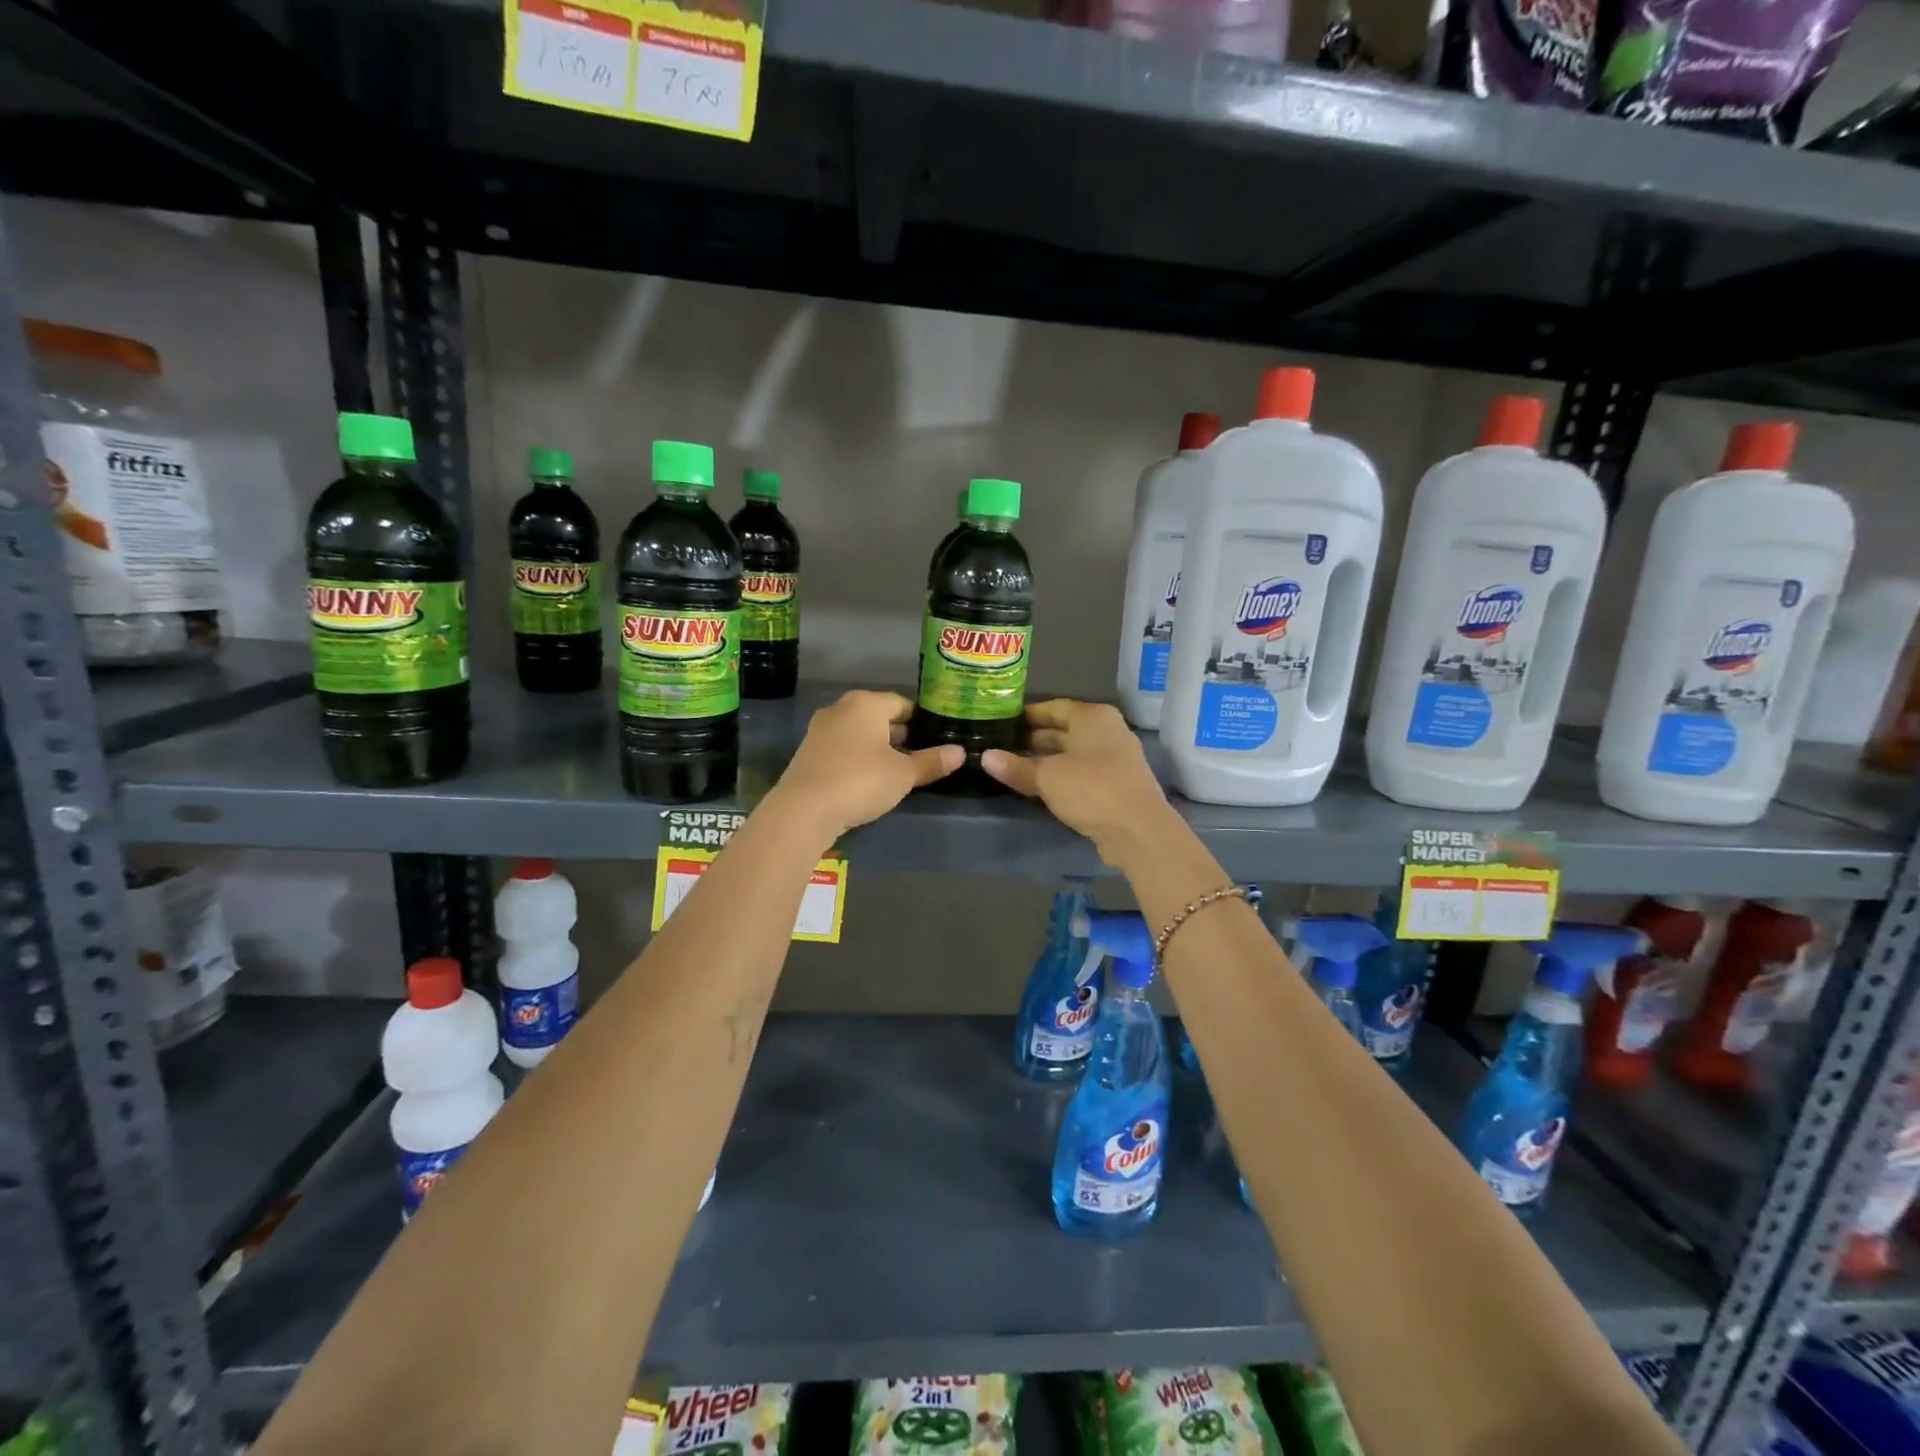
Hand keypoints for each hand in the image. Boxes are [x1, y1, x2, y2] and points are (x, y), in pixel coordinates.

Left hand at [772, 690, 961, 839]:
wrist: (804, 809)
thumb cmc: (861, 781)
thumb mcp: (903, 774)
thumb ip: (932, 762)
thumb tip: (961, 753)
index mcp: (866, 703)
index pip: (902, 704)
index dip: (922, 721)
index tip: (936, 740)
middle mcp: (840, 709)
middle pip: (878, 718)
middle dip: (899, 736)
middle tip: (921, 757)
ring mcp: (820, 731)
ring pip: (859, 734)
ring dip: (878, 749)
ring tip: (898, 772)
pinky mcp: (808, 753)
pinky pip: (842, 750)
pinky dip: (857, 760)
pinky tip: (868, 782)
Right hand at [982, 700, 1173, 862]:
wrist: (1138, 831)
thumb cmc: (1091, 789)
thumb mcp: (1047, 777)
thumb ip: (1016, 767)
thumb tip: (985, 757)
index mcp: (1093, 717)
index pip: (1054, 708)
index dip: (1027, 715)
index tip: (1001, 723)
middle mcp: (1107, 731)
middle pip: (1064, 730)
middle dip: (1033, 739)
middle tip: (1001, 747)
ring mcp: (1115, 760)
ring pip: (1072, 754)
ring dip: (1045, 761)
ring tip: (1013, 768)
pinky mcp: (1116, 786)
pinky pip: (1081, 774)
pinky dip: (1060, 778)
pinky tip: (1038, 788)